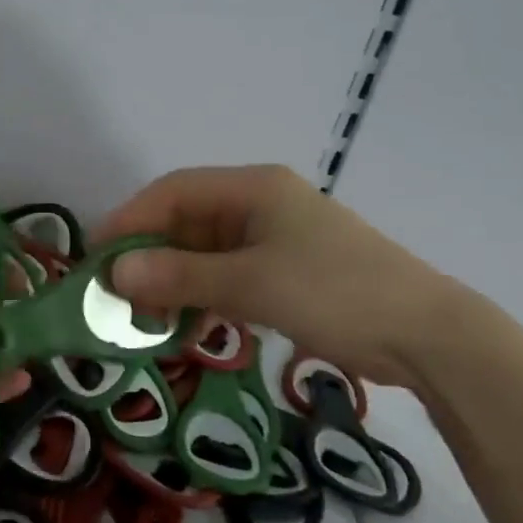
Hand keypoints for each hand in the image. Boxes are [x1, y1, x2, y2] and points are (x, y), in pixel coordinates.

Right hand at [95, 164, 465, 389]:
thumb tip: (115, 272)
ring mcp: (278, 238)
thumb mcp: (250, 284)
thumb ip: (180, 276)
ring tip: (143, 314)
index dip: (131, 219)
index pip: (175, 191)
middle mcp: (262, 204)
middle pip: (189, 220)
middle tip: (115, 292)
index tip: (96, 254)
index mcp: (254, 188)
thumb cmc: (333, 292)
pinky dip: (204, 294)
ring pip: (207, 251)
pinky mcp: (289, 271)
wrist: (426, 334)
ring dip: (174, 278)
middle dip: (150, 253)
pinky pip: (230, 274)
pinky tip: (186, 322)